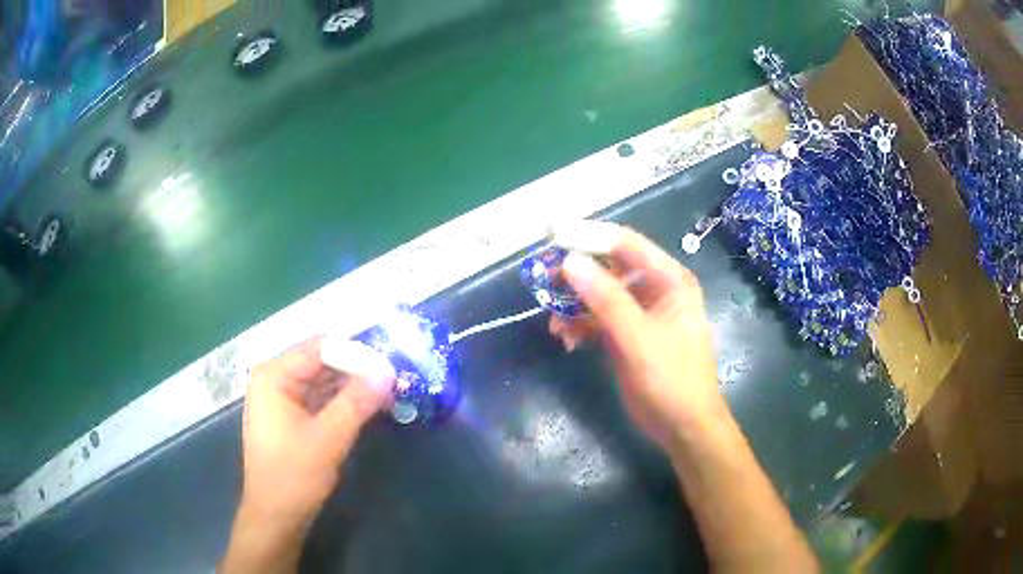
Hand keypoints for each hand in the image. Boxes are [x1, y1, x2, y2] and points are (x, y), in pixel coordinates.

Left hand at [222, 337, 394, 573]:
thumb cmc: (294, 475)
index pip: (320, 348)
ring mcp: (281, 398)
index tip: (389, 366)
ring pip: (322, 381)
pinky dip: (342, 401)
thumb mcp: (329, 437)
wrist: (275, 516)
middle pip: (321, 362)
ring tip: (387, 391)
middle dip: (356, 369)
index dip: (356, 353)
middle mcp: (274, 379)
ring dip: (352, 386)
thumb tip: (387, 370)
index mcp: (274, 375)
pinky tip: (367, 406)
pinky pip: (319, 398)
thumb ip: (357, 401)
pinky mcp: (289, 417)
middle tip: (393, 379)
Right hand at [556, 223, 724, 453]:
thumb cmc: (670, 379)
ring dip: (574, 306)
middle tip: (543, 283)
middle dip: (576, 277)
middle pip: (608, 268)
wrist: (683, 426)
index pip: (624, 243)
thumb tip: (569, 261)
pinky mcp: (627, 335)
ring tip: (555, 325)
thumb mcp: (637, 337)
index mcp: (668, 279)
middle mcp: (654, 289)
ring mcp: (640, 313)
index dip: (588, 236)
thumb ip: (605, 299)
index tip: (551, 235)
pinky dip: (580, 326)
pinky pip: (598, 319)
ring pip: (598, 295)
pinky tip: (567, 341)